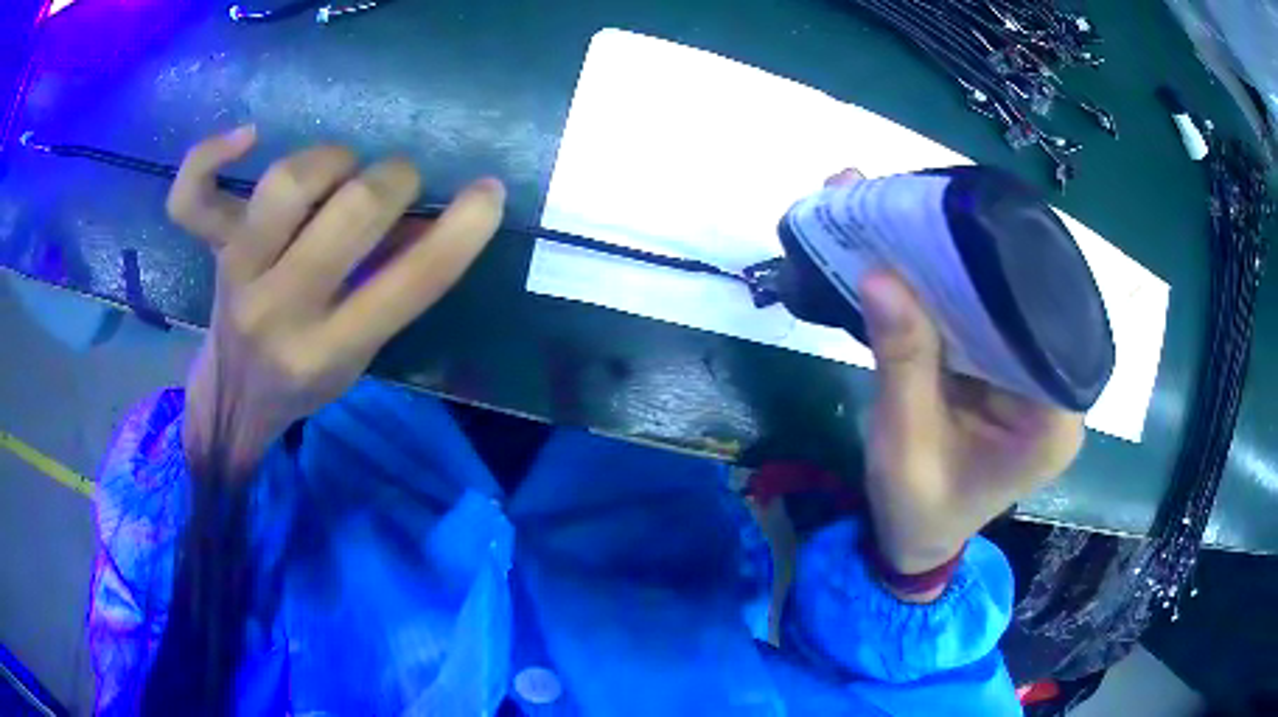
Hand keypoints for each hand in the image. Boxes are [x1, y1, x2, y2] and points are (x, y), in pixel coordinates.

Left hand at [168, 126, 504, 476]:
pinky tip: (247, 137)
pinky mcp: (210, 250)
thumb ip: (395, 286)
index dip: (462, 230)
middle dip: (392, 181)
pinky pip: (191, 198)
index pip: (410, 283)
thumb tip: (432, 214)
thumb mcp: (361, 354)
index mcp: (329, 351)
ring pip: (287, 184)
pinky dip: (210, 156)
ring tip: (340, 170)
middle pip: (350, 212)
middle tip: (395, 184)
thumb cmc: (304, 377)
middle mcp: (278, 311)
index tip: (488, 192)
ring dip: (332, 160)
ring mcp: (236, 274)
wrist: (235, 397)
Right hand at [823, 168, 1083, 596]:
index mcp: (1052, 421)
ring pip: (1002, 302)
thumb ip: (902, 363)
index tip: (954, 225)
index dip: (1005, 270)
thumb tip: (880, 274)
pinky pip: (983, 315)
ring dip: (955, 262)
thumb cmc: (917, 509)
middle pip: (1024, 304)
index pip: (1048, 326)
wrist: (916, 538)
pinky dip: (947, 285)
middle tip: (920, 205)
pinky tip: (913, 253)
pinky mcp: (1007, 366)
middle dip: (971, 256)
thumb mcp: (904, 445)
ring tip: (908, 213)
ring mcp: (1031, 375)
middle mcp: (1055, 389)